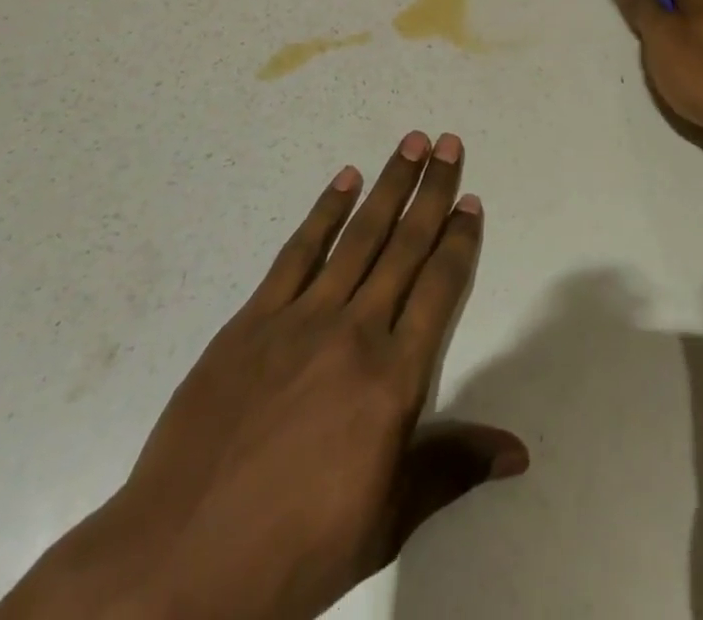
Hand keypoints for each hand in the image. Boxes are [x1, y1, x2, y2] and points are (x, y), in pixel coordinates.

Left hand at [0, 132, 526, 619]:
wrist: (183, 559)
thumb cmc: (298, 548)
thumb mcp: (386, 519)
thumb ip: (451, 469)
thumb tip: (519, 452)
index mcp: (394, 380)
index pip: (439, 289)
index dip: (459, 241)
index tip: (470, 200)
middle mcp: (356, 332)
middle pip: (404, 246)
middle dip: (431, 191)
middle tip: (447, 142)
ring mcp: (302, 317)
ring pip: (358, 235)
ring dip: (388, 185)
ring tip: (410, 143)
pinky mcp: (255, 317)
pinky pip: (298, 250)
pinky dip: (324, 210)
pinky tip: (344, 179)